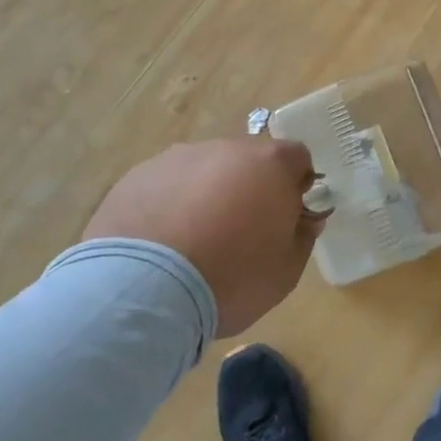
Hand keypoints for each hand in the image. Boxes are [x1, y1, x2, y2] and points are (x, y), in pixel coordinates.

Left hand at [81, 137, 325, 335]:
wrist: (142, 291)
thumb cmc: (231, 278)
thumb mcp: (286, 271)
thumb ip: (302, 237)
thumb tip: (302, 219)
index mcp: (270, 164)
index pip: (297, 158)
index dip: (296, 186)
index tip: (287, 217)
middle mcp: (226, 149)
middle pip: (248, 161)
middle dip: (250, 188)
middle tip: (240, 233)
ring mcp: (178, 159)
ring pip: (204, 171)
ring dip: (207, 195)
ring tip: (192, 243)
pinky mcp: (137, 176)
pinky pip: (166, 186)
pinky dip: (169, 206)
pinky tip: (160, 245)